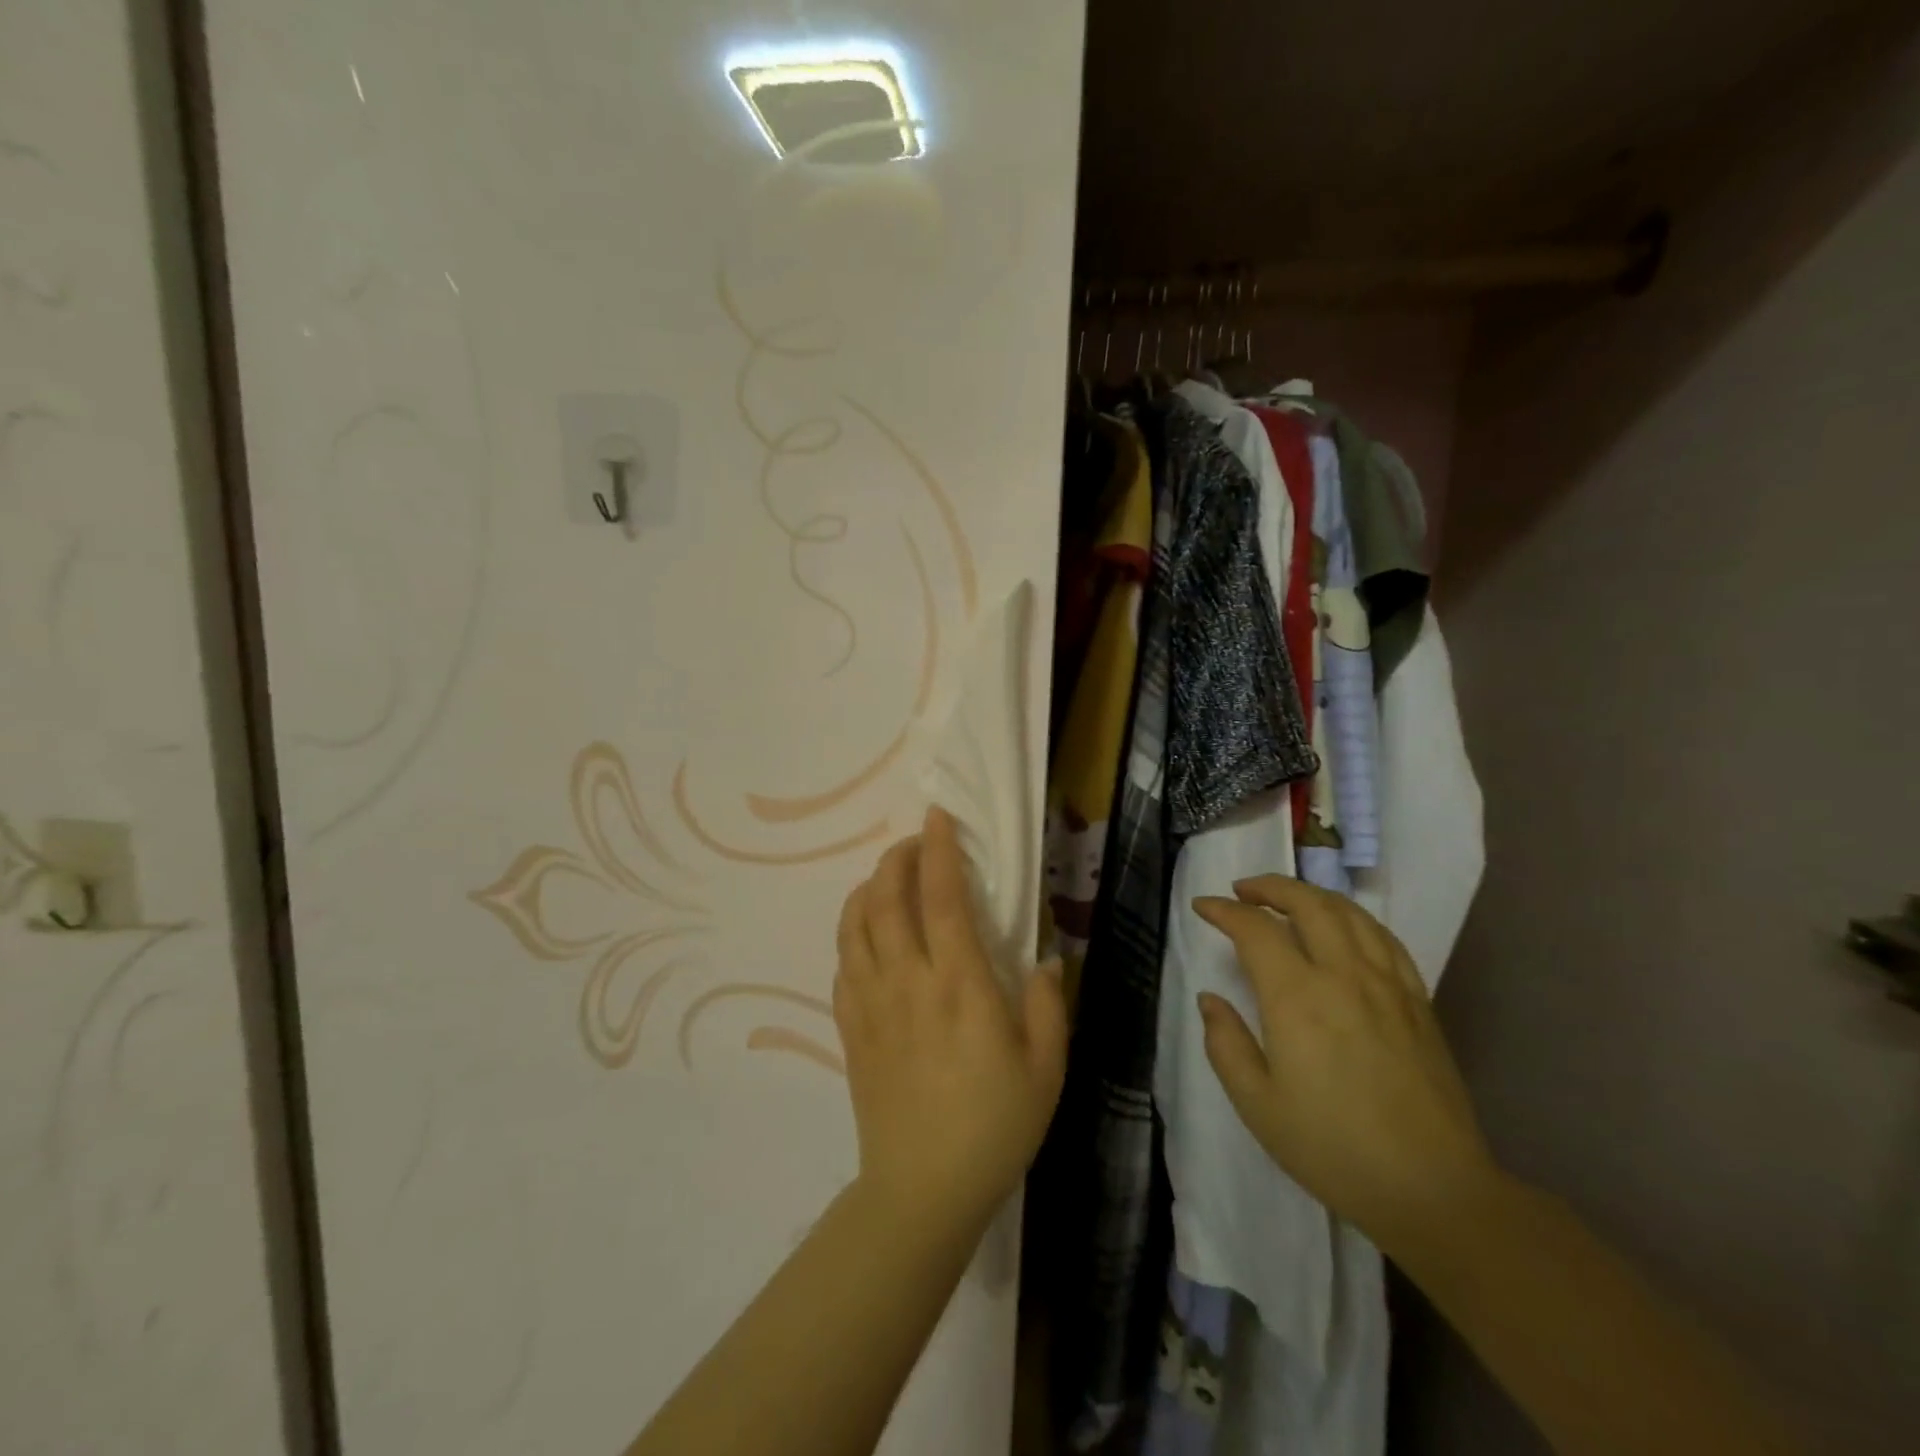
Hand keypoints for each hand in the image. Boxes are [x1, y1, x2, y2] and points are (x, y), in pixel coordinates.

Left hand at [834, 805, 1069, 1236]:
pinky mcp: (850, 1027)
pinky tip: (868, 931)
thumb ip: (1046, 1005)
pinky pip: (842, 961)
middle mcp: (908, 980)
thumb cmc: (994, 1127)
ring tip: (888, 877)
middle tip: (915, 843)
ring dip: (869, 887)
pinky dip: (852, 931)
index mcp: (959, 984)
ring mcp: (870, 1002)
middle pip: (887, 897)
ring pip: (855, 923)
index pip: (941, 897)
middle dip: (897, 857)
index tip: (938, 816)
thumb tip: (1044, 959)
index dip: (938, 849)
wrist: (921, 1191)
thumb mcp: (1045, 1069)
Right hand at [1194, 876, 1500, 1258]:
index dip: (1224, 910)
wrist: (1434, 1190)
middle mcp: (1343, 976)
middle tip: (1243, 891)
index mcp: (1297, 998)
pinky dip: (1355, 919)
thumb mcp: (1257, 1105)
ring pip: (1349, 913)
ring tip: (1288, 899)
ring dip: (1311, 894)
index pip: (1255, 930)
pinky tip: (1344, 929)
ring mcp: (1387, 985)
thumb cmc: (1333, 1149)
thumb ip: (1226, 1043)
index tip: (1203, 907)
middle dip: (1269, 886)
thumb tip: (1211, 999)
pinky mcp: (1418, 1001)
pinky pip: (1385, 939)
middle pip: (1307, 903)